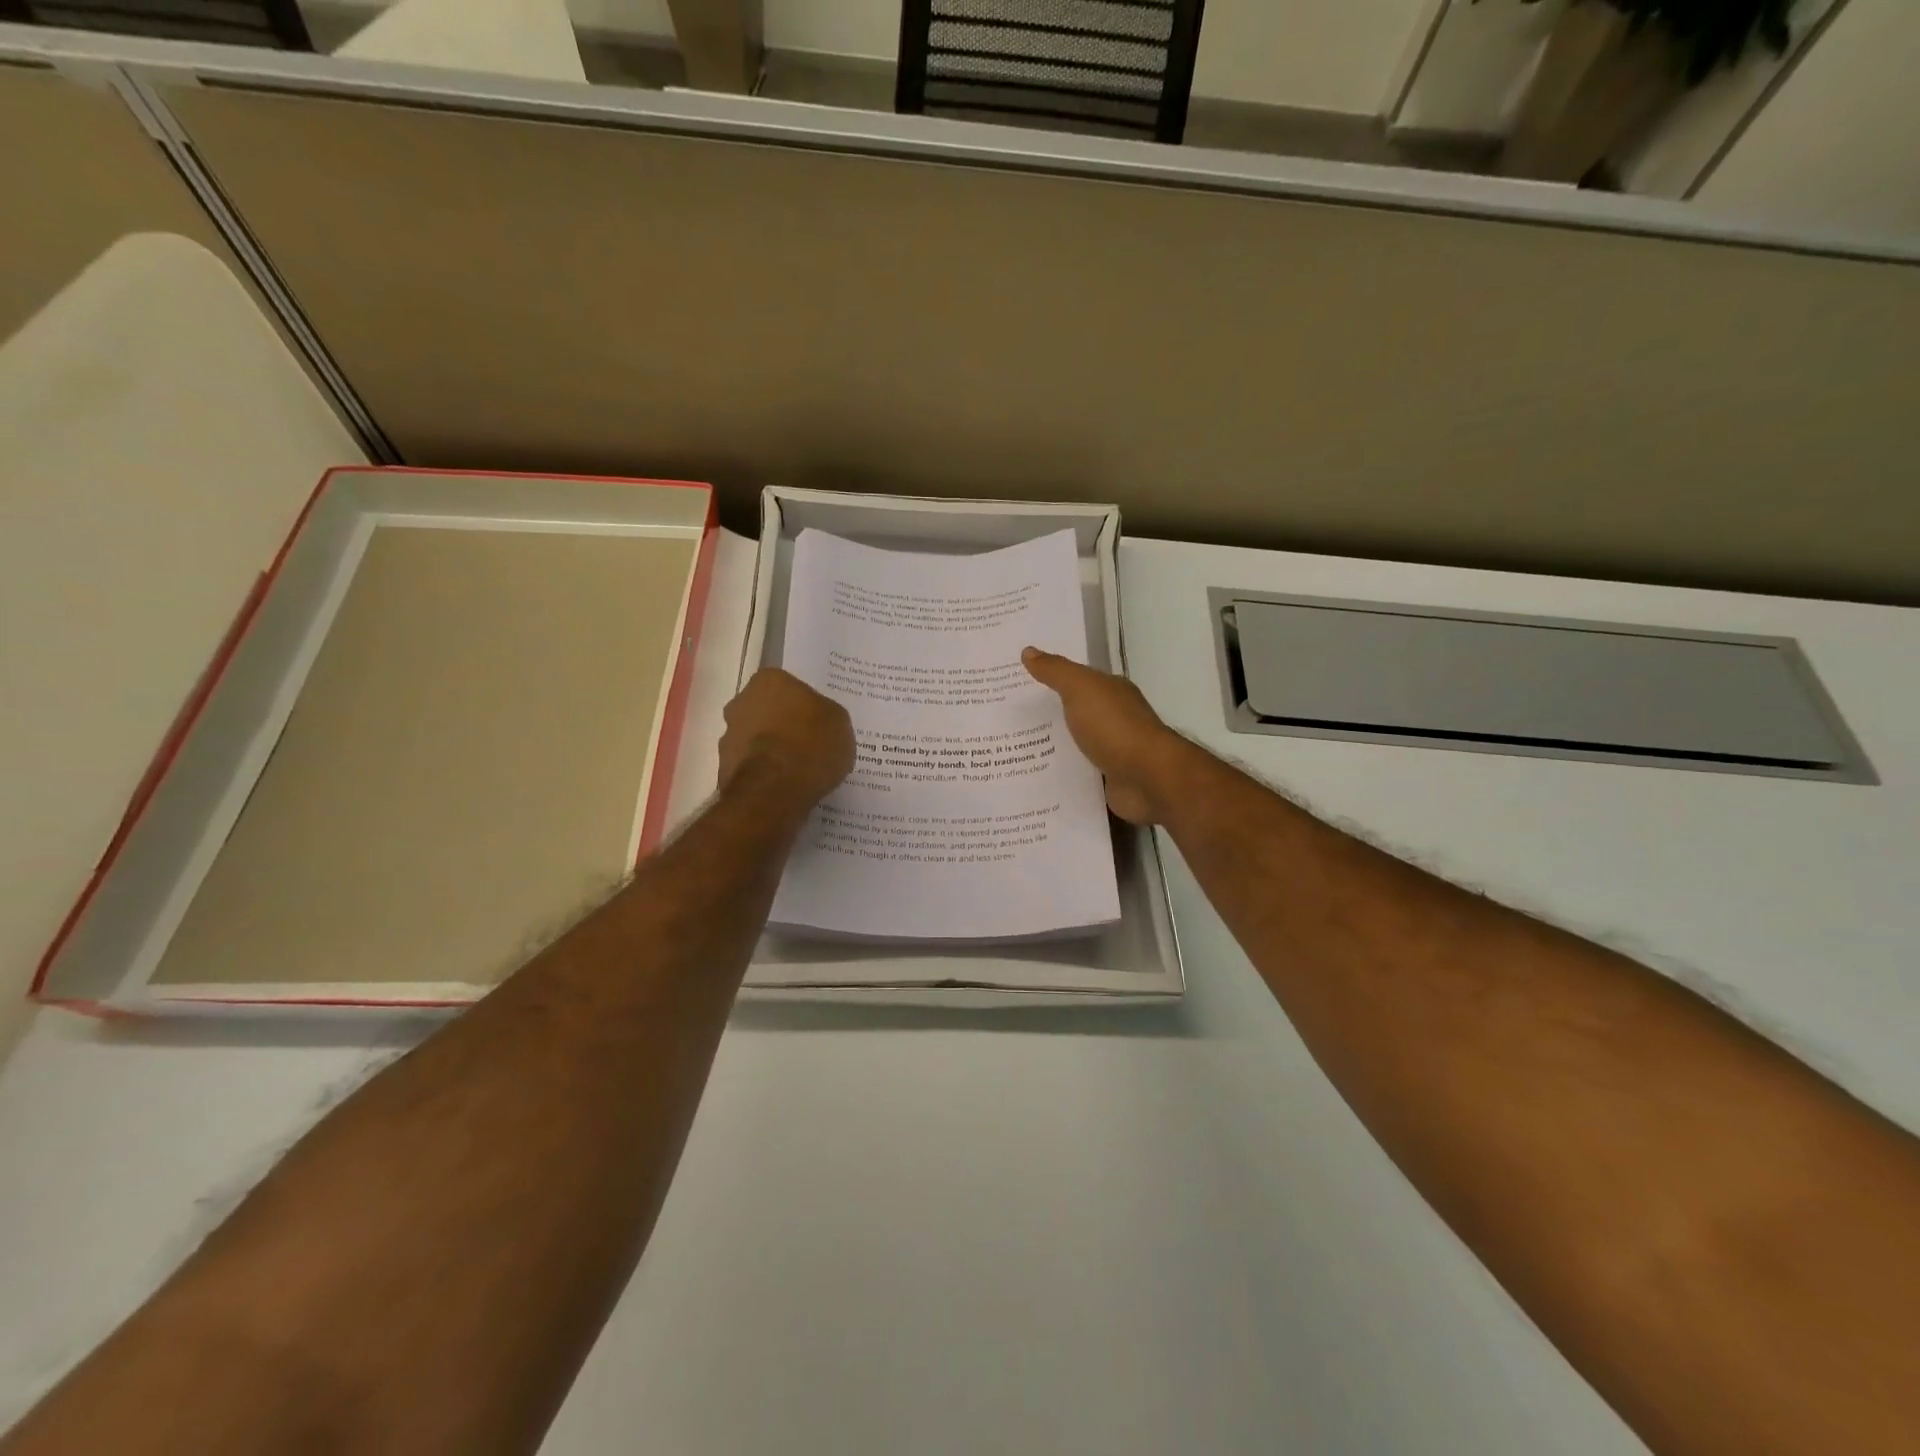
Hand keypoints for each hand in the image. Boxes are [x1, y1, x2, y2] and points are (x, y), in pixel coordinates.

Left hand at [718, 669, 854, 810]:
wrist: (774, 790)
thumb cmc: (811, 745)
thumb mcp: (839, 723)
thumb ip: (826, 715)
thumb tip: (818, 721)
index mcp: (770, 680)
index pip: (789, 687)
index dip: (805, 706)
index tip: (818, 723)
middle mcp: (741, 701)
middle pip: (767, 710)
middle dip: (783, 725)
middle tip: (808, 745)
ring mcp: (728, 735)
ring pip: (755, 739)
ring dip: (770, 750)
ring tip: (796, 771)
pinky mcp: (723, 767)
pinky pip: (750, 765)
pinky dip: (764, 773)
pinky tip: (783, 786)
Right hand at [1022, 648, 1193, 824]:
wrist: (1148, 778)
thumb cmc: (1114, 727)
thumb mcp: (1081, 689)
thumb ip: (1055, 671)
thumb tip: (1028, 651)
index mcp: (1110, 692)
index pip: (1075, 680)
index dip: (1048, 678)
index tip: (1015, 683)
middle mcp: (1113, 719)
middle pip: (1072, 713)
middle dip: (1043, 716)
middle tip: (1003, 718)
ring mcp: (1111, 751)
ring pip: (1073, 746)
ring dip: (1049, 748)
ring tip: (1009, 750)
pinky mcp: (1107, 781)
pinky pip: (1077, 774)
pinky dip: (1059, 775)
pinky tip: (1033, 777)